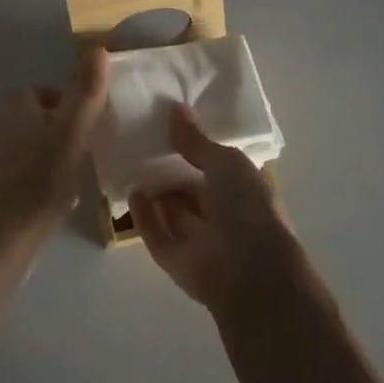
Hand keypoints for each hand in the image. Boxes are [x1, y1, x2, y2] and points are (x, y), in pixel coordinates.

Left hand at [0, 45, 109, 251]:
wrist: (6, 238)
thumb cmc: (40, 178)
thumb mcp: (72, 131)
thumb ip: (87, 92)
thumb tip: (98, 48)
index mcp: (17, 103)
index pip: (54, 89)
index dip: (76, 103)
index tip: (95, 124)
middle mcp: (6, 122)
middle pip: (51, 114)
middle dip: (73, 128)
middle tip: (92, 147)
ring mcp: (5, 153)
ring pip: (46, 140)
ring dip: (66, 151)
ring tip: (83, 169)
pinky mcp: (8, 180)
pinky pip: (39, 164)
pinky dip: (54, 172)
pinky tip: (67, 191)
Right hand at [130, 104, 299, 317]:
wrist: (250, 273)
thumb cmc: (247, 206)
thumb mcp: (225, 161)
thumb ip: (197, 140)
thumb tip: (176, 109)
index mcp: (243, 191)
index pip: (218, 167)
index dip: (197, 148)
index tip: (171, 126)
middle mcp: (223, 216)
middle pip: (192, 190)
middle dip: (173, 170)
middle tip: (145, 142)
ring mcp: (200, 241)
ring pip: (174, 213)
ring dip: (157, 192)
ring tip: (133, 162)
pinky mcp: (177, 262)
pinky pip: (157, 235)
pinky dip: (144, 217)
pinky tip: (132, 193)